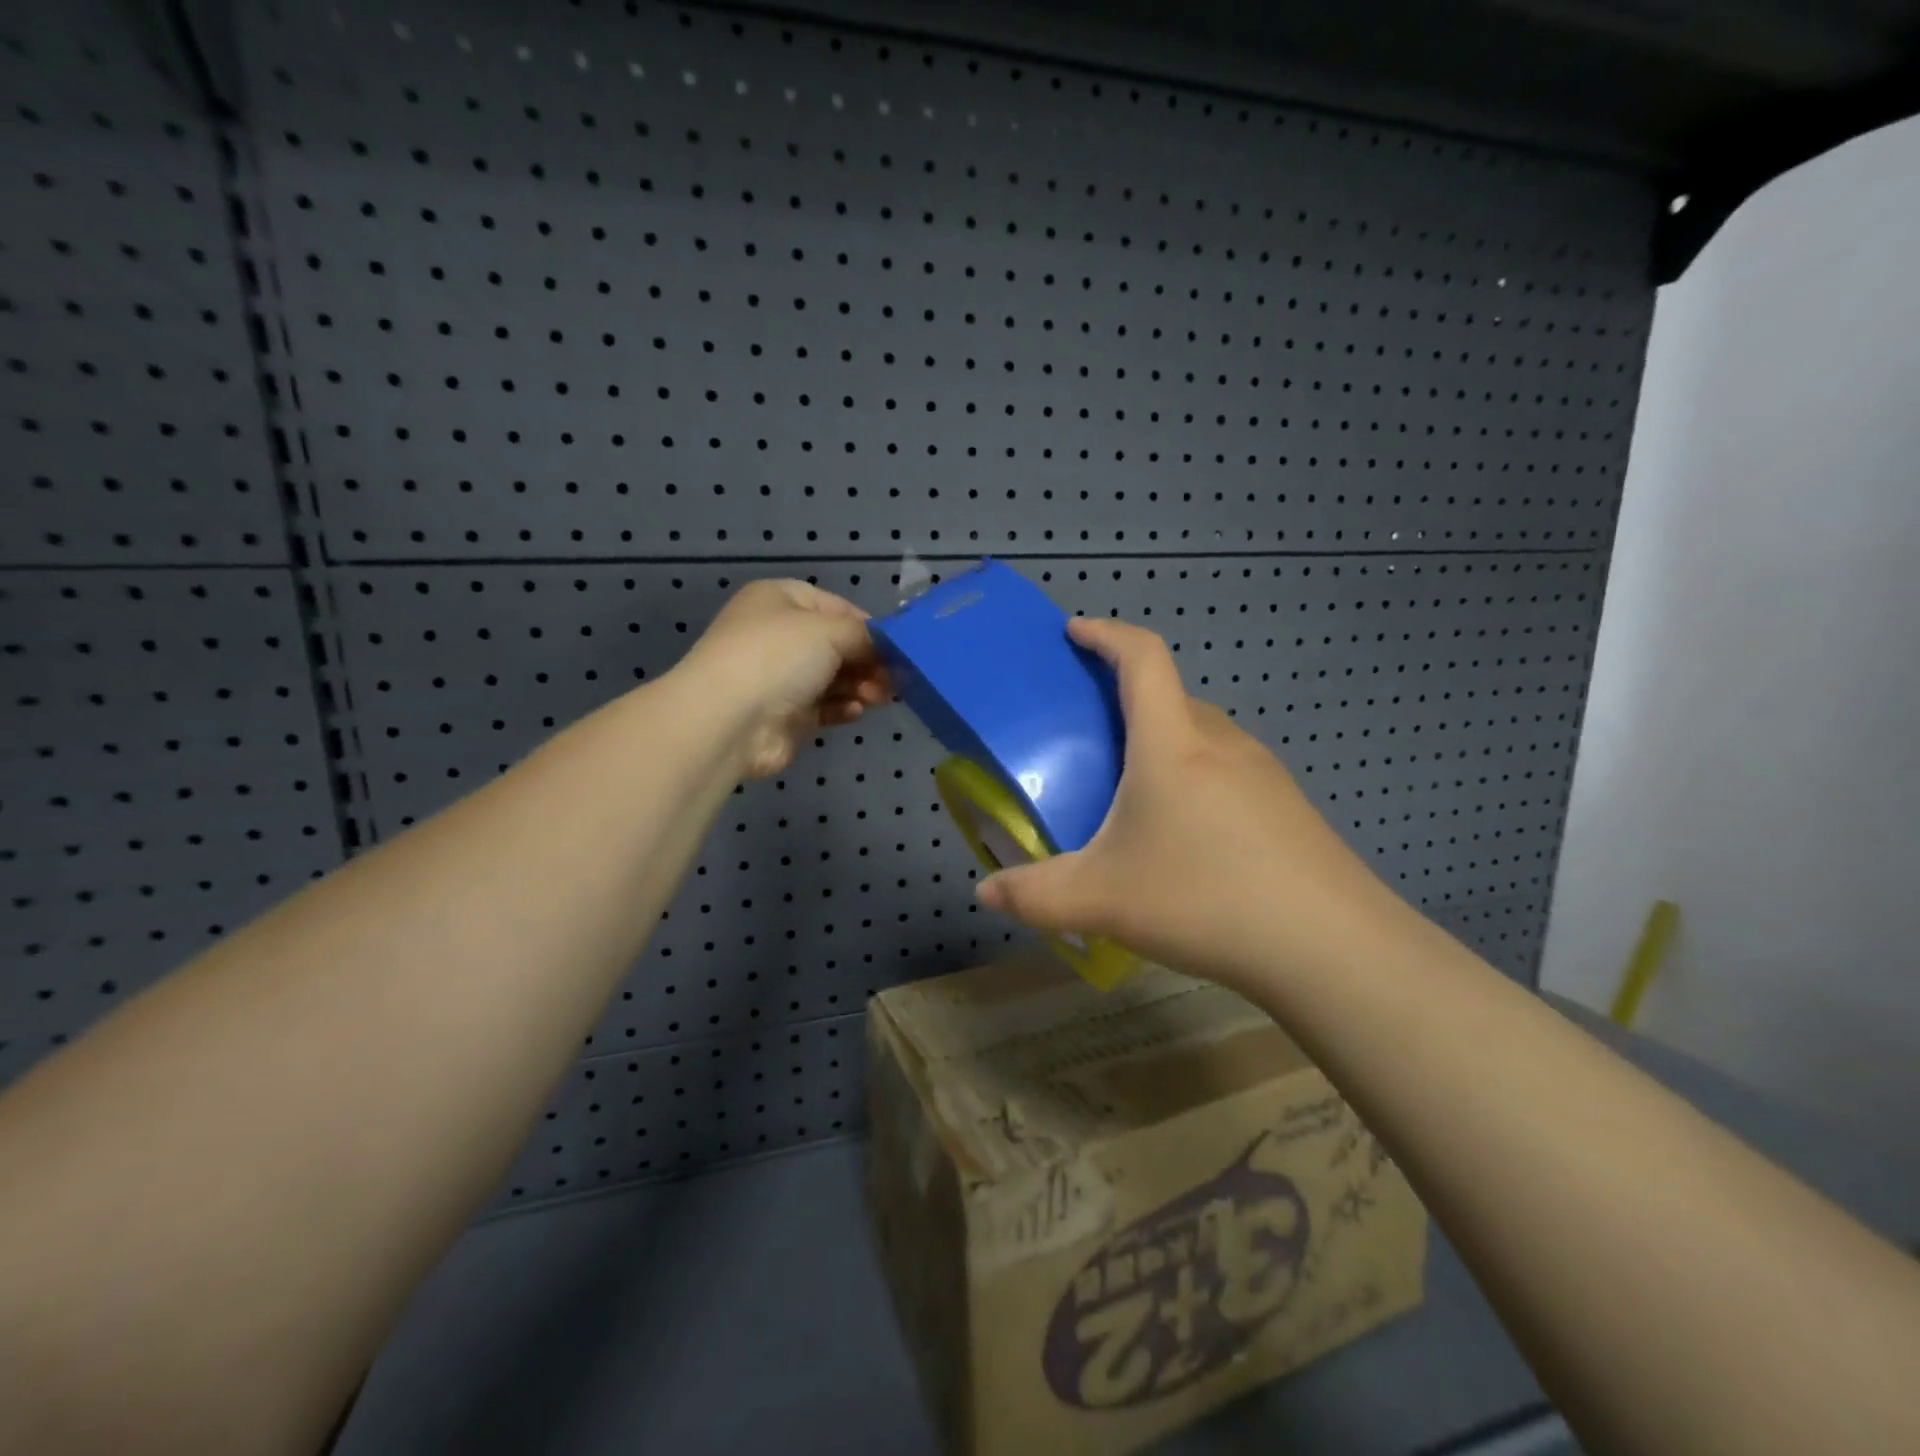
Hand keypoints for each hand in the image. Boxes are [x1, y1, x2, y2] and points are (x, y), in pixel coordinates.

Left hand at [675, 580, 889, 779]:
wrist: (729, 719)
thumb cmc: (777, 657)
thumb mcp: (828, 631)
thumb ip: (865, 636)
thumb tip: (886, 648)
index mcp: (781, 601)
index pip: (836, 607)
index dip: (868, 625)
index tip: (898, 645)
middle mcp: (779, 635)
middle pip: (838, 645)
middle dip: (869, 661)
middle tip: (897, 678)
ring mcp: (782, 677)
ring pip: (835, 678)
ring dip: (862, 686)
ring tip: (882, 697)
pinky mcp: (787, 715)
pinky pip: (825, 707)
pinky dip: (844, 707)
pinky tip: (857, 711)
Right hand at [977, 617, 1419, 991]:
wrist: (1330, 946)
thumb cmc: (1204, 898)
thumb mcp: (1101, 900)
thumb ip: (1034, 895)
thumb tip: (984, 892)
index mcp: (1171, 743)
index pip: (1142, 657)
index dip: (1106, 634)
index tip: (1074, 632)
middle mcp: (1220, 741)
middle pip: (1170, 696)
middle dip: (1126, 699)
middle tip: (1090, 738)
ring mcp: (1263, 772)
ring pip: (1201, 735)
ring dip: (1164, 743)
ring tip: (1134, 793)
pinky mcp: (1288, 805)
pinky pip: (1229, 769)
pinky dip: (1196, 778)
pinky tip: (1188, 838)